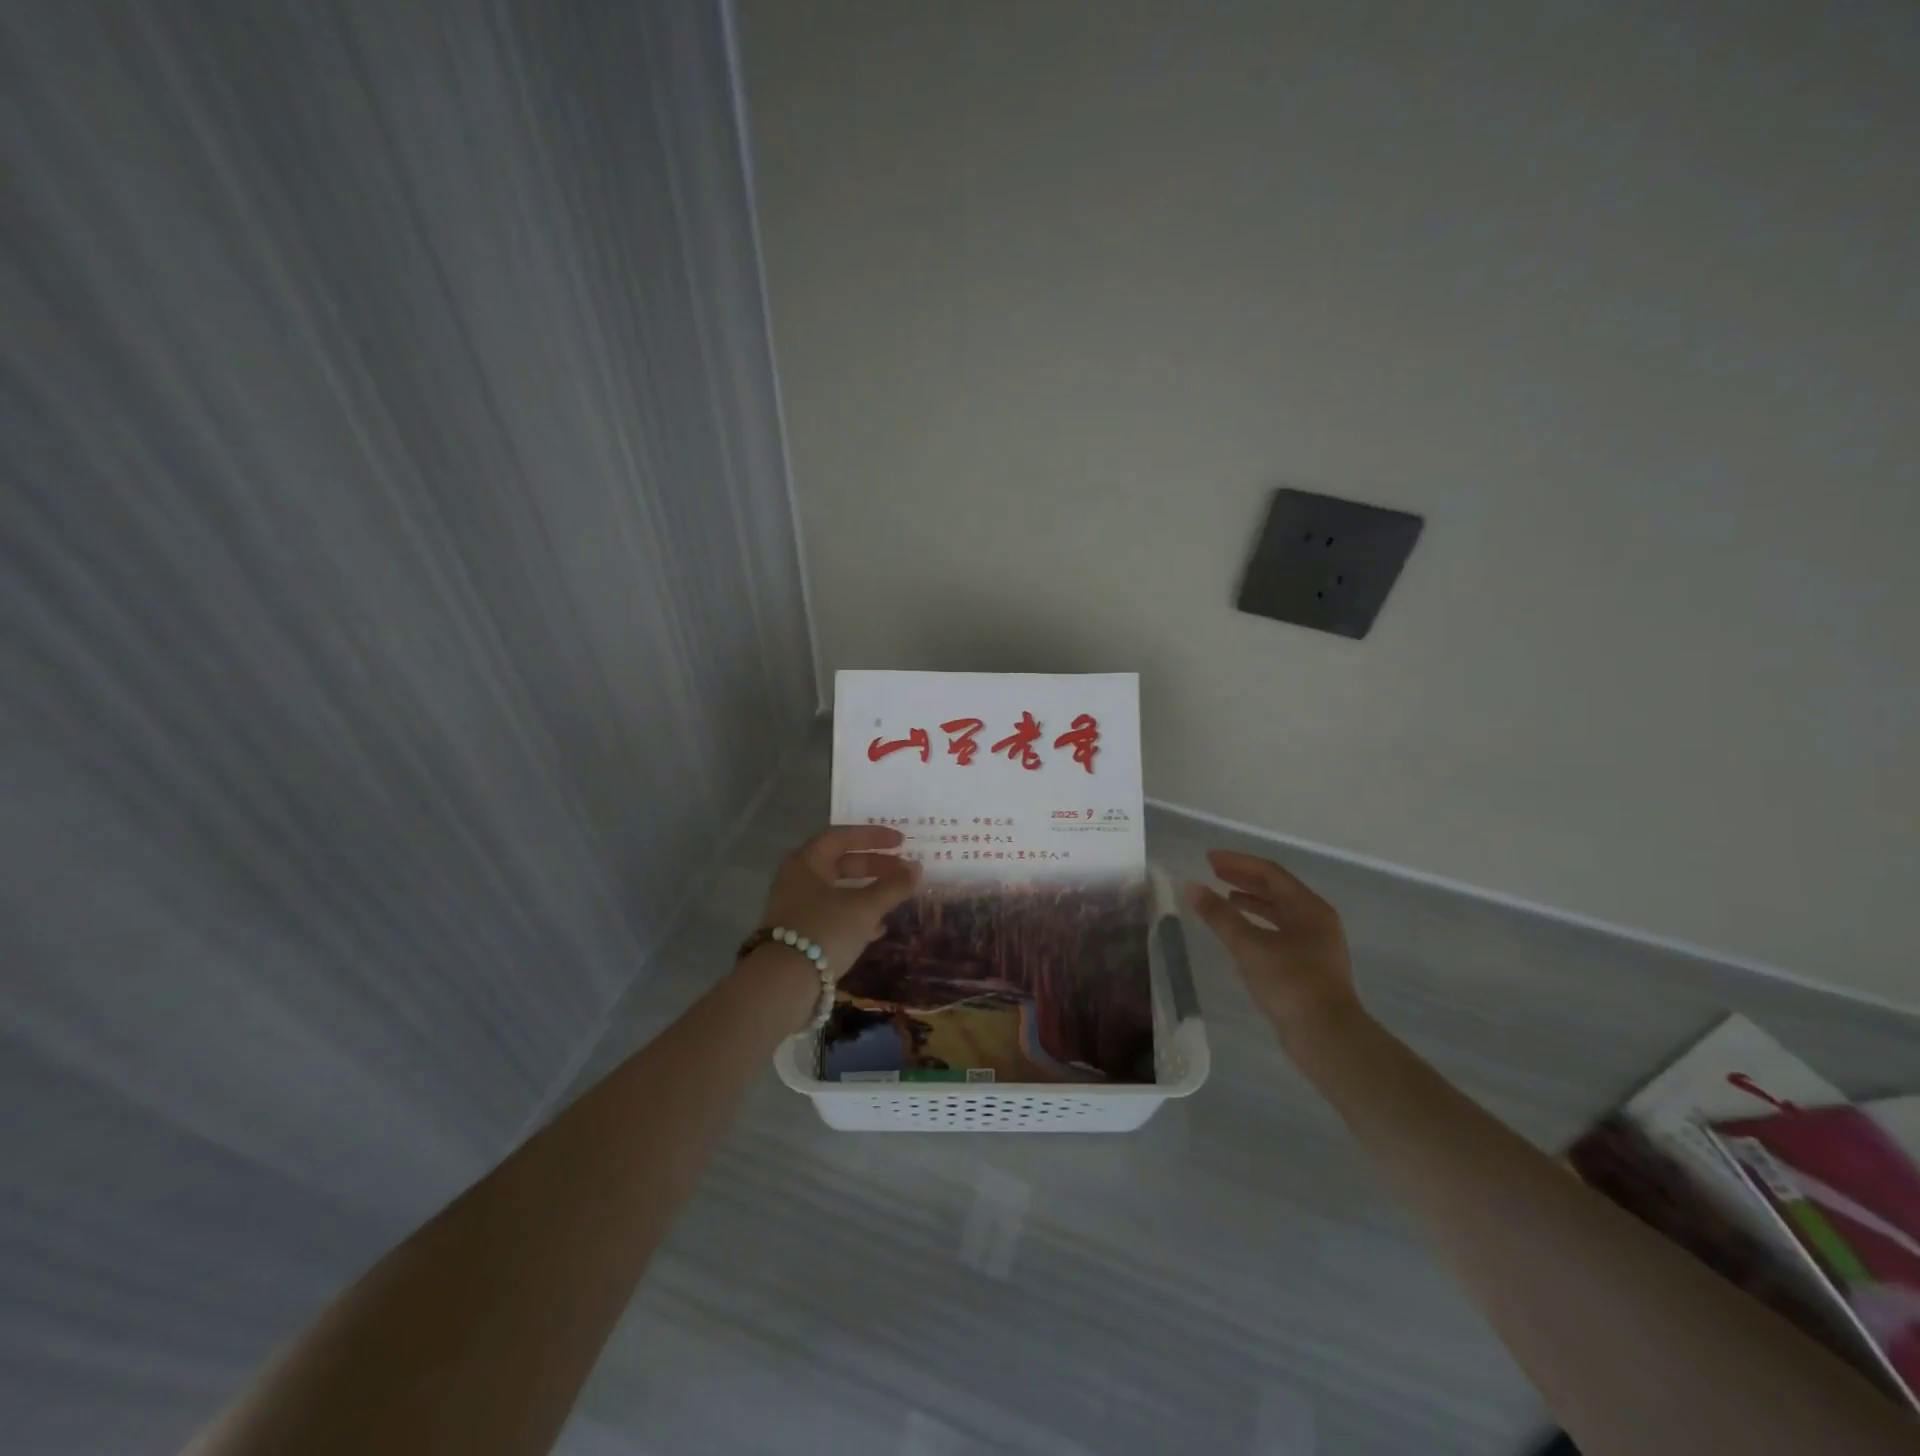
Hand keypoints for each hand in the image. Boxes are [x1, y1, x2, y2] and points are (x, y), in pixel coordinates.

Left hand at [755, 825, 921, 976]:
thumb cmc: (825, 930)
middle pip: (841, 863)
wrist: (783, 984)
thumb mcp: (865, 907)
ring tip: (897, 897)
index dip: (874, 836)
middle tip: (903, 870)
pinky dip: (857, 915)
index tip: (902, 841)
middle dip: (875, 865)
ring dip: (869, 891)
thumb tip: (917, 868)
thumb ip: (893, 886)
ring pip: (839, 891)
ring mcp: (796, 907)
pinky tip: (879, 929)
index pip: (842, 836)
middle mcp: (798, 879)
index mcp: (807, 861)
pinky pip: (833, 914)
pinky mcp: (800, 933)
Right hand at [1185, 850, 1357, 1033]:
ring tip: (1224, 897)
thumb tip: (1192, 887)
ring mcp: (1315, 943)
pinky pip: (1279, 930)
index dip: (1237, 863)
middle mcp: (1316, 919)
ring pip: (1279, 911)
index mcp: (1308, 907)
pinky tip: (1240, 931)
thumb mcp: (1249, 946)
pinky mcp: (1309, 964)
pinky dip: (1258, 923)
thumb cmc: (1290, 983)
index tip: (1209, 859)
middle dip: (1244, 878)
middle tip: (1213, 872)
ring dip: (1251, 900)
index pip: (1269, 873)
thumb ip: (1220, 916)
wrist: (1326, 1036)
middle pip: (1276, 889)